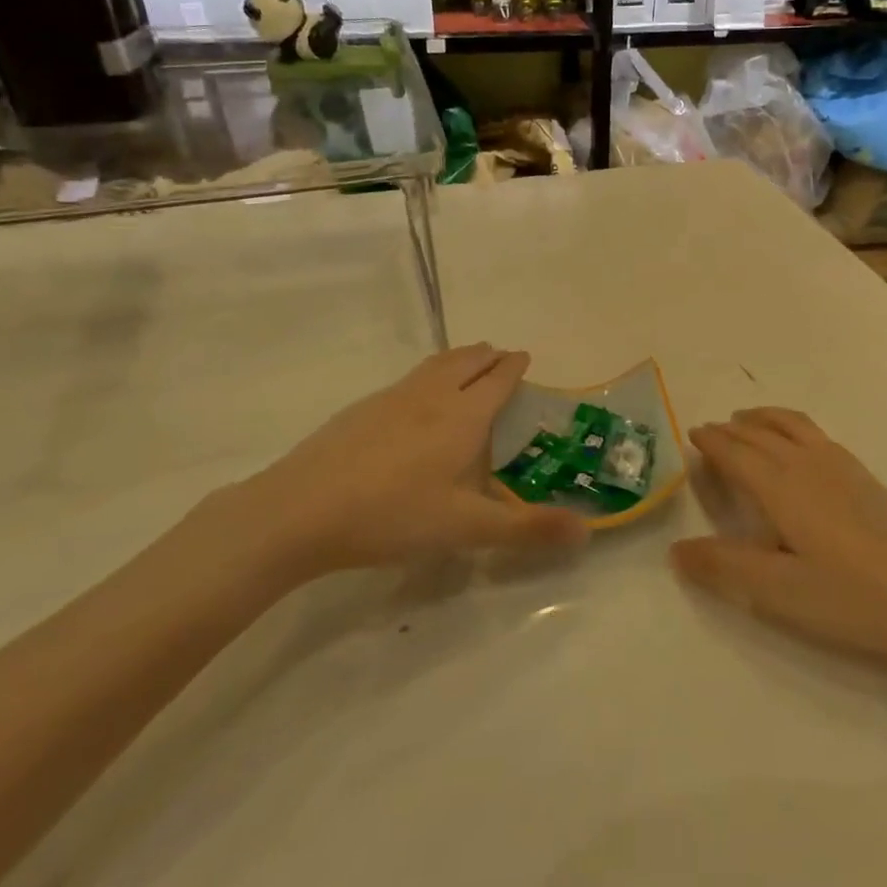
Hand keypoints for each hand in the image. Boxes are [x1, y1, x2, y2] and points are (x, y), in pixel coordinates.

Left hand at [214, 344, 585, 582]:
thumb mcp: (466, 528)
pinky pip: (407, 380)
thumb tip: (586, 531)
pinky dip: (427, 376)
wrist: (300, 510)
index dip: (514, 366)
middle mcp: (431, 395)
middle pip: (466, 361)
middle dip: (488, 356)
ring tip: (465, 364)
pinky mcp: (359, 410)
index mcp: (463, 415)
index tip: (525, 358)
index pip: (497, 378)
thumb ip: (526, 529)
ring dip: (457, 359)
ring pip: (434, 365)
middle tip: (500, 358)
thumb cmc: (393, 515)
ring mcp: (391, 398)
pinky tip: (414, 401)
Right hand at [672, 409, 886, 665]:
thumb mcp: (780, 592)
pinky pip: (814, 433)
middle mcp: (807, 464)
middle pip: (760, 434)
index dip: (712, 442)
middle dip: (731, 429)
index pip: (736, 453)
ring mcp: (841, 466)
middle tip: (710, 430)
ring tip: (747, 420)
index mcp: (782, 486)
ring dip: (763, 418)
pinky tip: (799, 444)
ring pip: (791, 425)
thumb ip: (725, 567)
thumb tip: (675, 550)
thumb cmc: (853, 596)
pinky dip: (790, 425)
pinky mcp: (864, 476)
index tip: (692, 433)